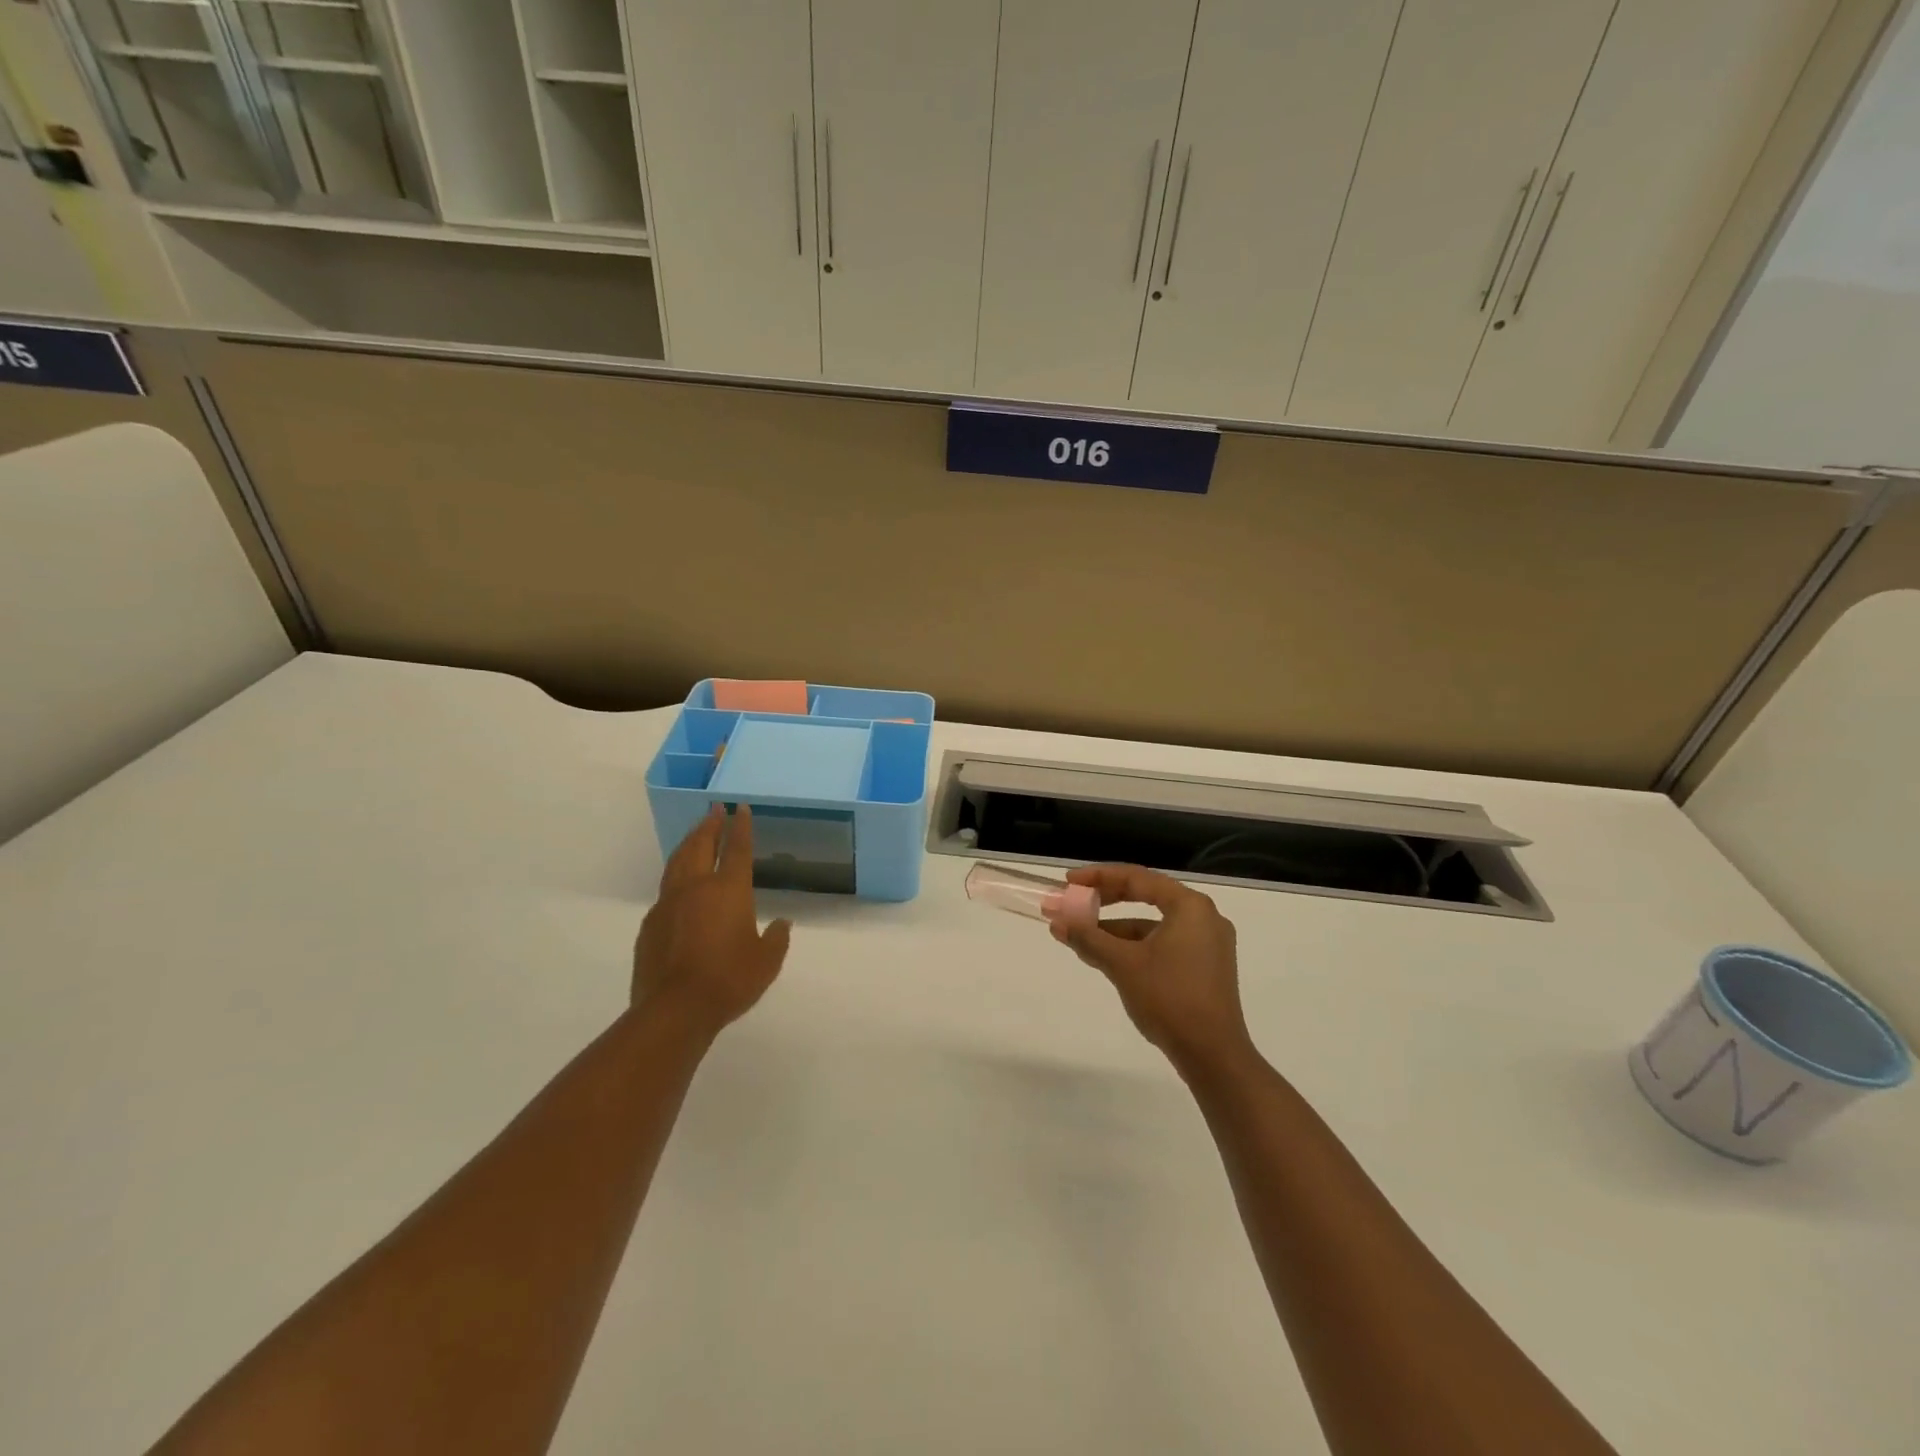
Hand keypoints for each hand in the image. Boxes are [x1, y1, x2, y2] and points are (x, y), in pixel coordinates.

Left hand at [633, 805, 792, 1037]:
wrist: (675, 1010)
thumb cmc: (729, 980)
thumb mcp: (767, 961)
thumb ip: (776, 938)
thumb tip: (782, 923)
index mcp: (729, 890)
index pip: (737, 849)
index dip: (740, 826)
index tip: (740, 807)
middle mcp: (696, 888)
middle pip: (700, 846)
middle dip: (709, 825)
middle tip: (714, 809)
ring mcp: (668, 904)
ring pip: (677, 863)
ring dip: (688, 843)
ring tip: (695, 834)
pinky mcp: (651, 925)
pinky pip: (665, 890)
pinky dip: (675, 876)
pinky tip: (678, 885)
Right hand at [1050, 864, 1253, 1075]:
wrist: (1213, 1055)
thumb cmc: (1169, 998)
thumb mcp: (1122, 964)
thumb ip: (1088, 938)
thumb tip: (1057, 922)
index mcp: (1190, 906)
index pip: (1137, 878)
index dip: (1099, 877)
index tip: (1069, 882)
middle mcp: (1204, 917)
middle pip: (1147, 896)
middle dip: (1106, 901)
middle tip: (1074, 903)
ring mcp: (1208, 944)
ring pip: (1153, 924)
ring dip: (1117, 928)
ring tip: (1082, 936)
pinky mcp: (1205, 968)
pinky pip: (1163, 943)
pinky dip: (1135, 946)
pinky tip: (1108, 958)